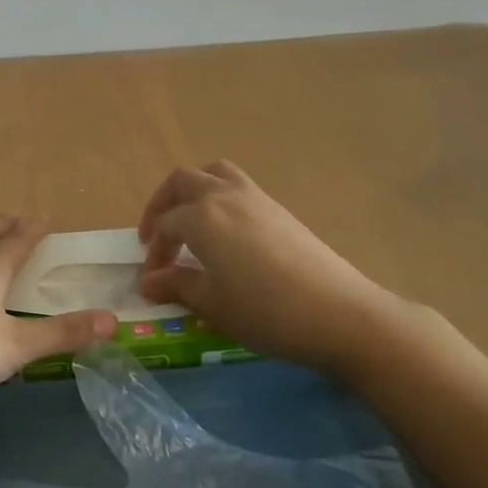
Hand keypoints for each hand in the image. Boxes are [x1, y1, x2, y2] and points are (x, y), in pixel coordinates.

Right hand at [138, 161, 418, 377]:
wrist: (339, 313)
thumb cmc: (265, 311)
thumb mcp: (212, 304)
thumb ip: (176, 285)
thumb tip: (148, 281)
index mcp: (201, 217)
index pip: (165, 225)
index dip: (154, 252)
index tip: (152, 280)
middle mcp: (224, 195)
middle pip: (182, 182)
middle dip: (162, 206)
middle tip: (157, 238)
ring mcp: (255, 197)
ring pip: (213, 173)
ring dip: (192, 190)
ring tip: (189, 220)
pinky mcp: (278, 208)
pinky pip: (237, 186)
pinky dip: (219, 197)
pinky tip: (225, 233)